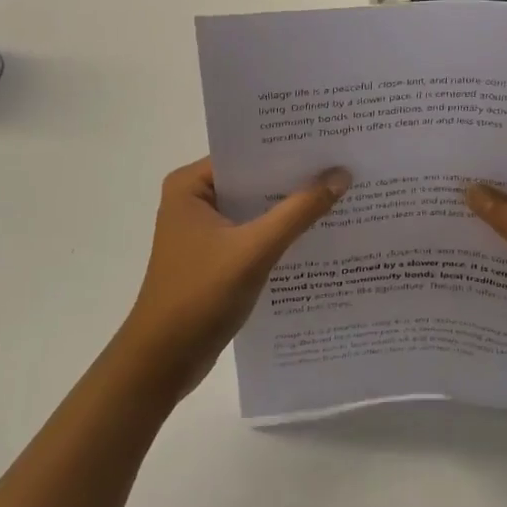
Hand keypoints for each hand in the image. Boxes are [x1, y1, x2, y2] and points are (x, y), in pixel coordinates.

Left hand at [117, 157, 349, 399]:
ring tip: (341, 192)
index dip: (288, 149)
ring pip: (257, 208)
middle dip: (295, 178)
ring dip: (290, 207)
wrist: (162, 363)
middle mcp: (194, 200)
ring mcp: (204, 230)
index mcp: (191, 186)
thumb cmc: (199, 296)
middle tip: (344, 164)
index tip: (330, 142)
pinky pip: (255, 233)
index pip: (247, 153)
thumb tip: (341, 174)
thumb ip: (299, 211)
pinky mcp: (215, 257)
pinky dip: (281, 233)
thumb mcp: (255, 250)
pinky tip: (319, 231)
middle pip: (254, 179)